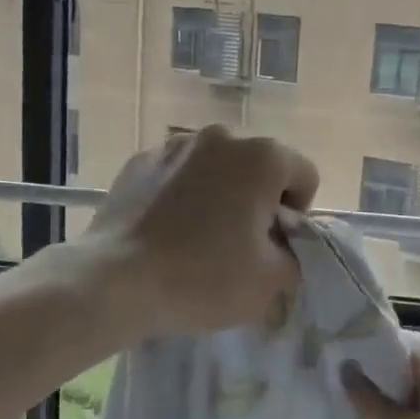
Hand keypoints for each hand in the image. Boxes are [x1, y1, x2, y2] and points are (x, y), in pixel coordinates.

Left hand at [83, 125, 318, 337]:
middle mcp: (221, 137)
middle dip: (257, 202)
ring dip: (219, 196)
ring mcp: (174, 145)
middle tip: (239, 247)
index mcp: (262, 157)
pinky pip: (177, 175)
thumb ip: (296, 256)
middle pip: (258, 169)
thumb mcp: (272, 281)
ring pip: (216, 170)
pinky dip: (181, 196)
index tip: (274, 246)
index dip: (297, 215)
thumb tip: (282, 246)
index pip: (304, 176)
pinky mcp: (138, 162)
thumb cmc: (204, 277)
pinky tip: (166, 232)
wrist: (115, 281)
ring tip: (198, 239)